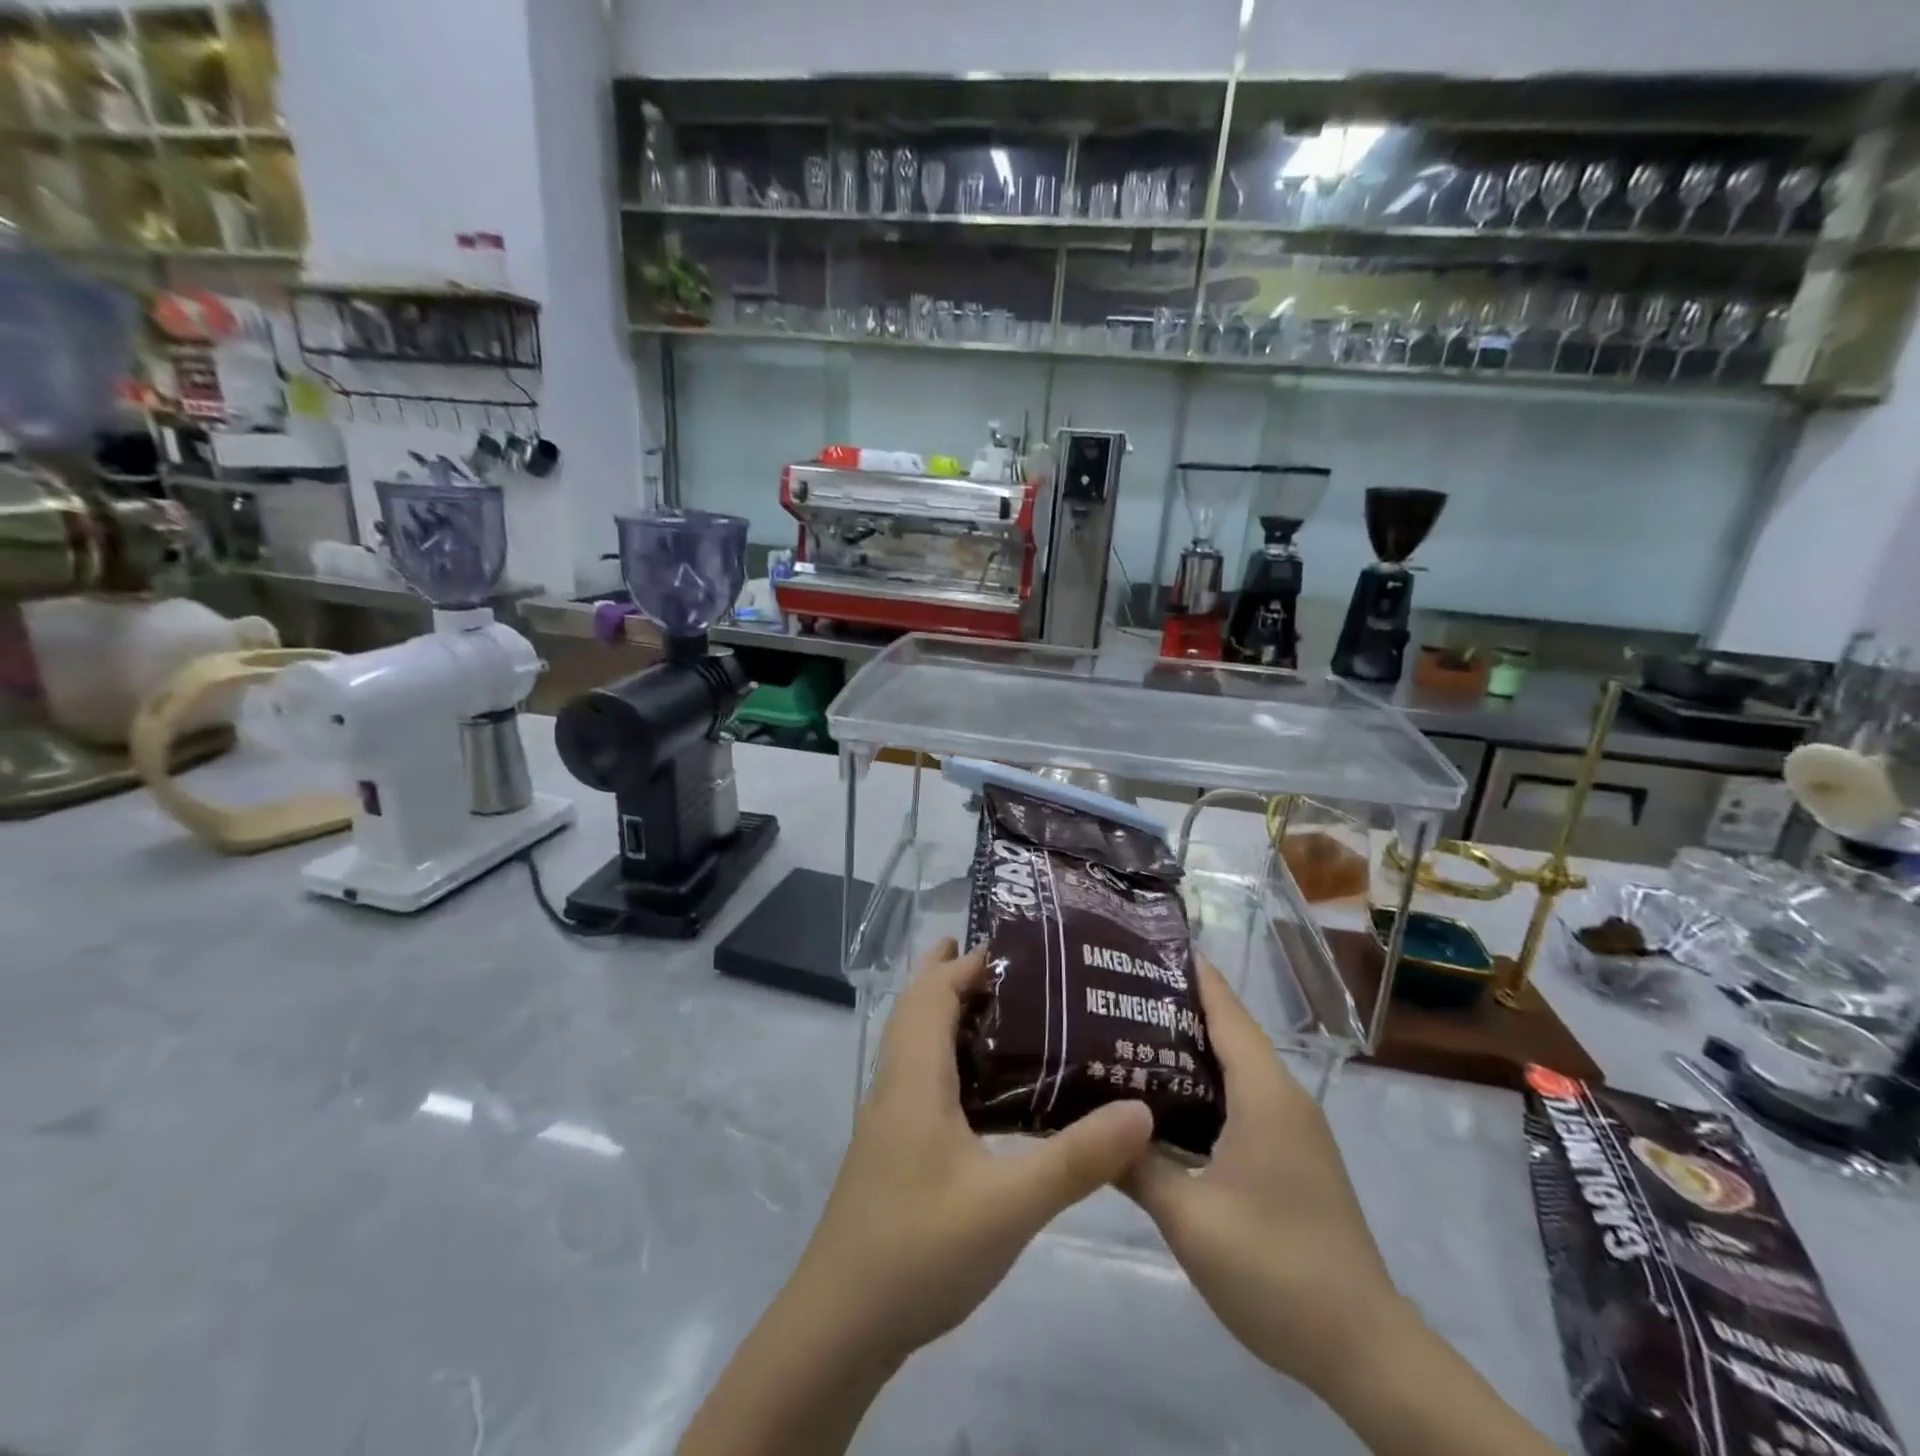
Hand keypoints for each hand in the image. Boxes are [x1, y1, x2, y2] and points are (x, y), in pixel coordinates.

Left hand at [789, 937, 1154, 1366]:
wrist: (839, 1326)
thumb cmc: (918, 1251)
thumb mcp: (1007, 1206)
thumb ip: (1076, 1159)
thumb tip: (1141, 1109)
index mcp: (914, 1076)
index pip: (934, 992)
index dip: (968, 962)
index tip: (1018, 945)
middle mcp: (895, 1083)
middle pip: (919, 1006)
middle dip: (955, 975)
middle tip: (1014, 965)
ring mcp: (889, 1116)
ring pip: (915, 1041)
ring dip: (950, 1013)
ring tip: (1006, 1012)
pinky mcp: (892, 1146)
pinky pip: (921, 1075)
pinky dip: (949, 1055)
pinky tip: (986, 1087)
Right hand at [1121, 956, 1406, 1398]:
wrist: (1365, 1350)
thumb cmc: (1275, 1269)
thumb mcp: (1189, 1219)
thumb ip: (1135, 1165)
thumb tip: (1087, 1124)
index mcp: (1264, 1093)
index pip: (1225, 1008)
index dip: (1188, 972)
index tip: (1140, 946)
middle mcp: (1283, 1096)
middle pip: (1227, 1030)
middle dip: (1175, 1006)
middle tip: (1113, 994)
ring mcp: (1293, 1127)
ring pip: (1235, 1065)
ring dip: (1187, 1048)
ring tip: (1125, 1035)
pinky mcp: (1293, 1154)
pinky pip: (1243, 1097)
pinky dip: (1205, 1084)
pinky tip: (1165, 1099)